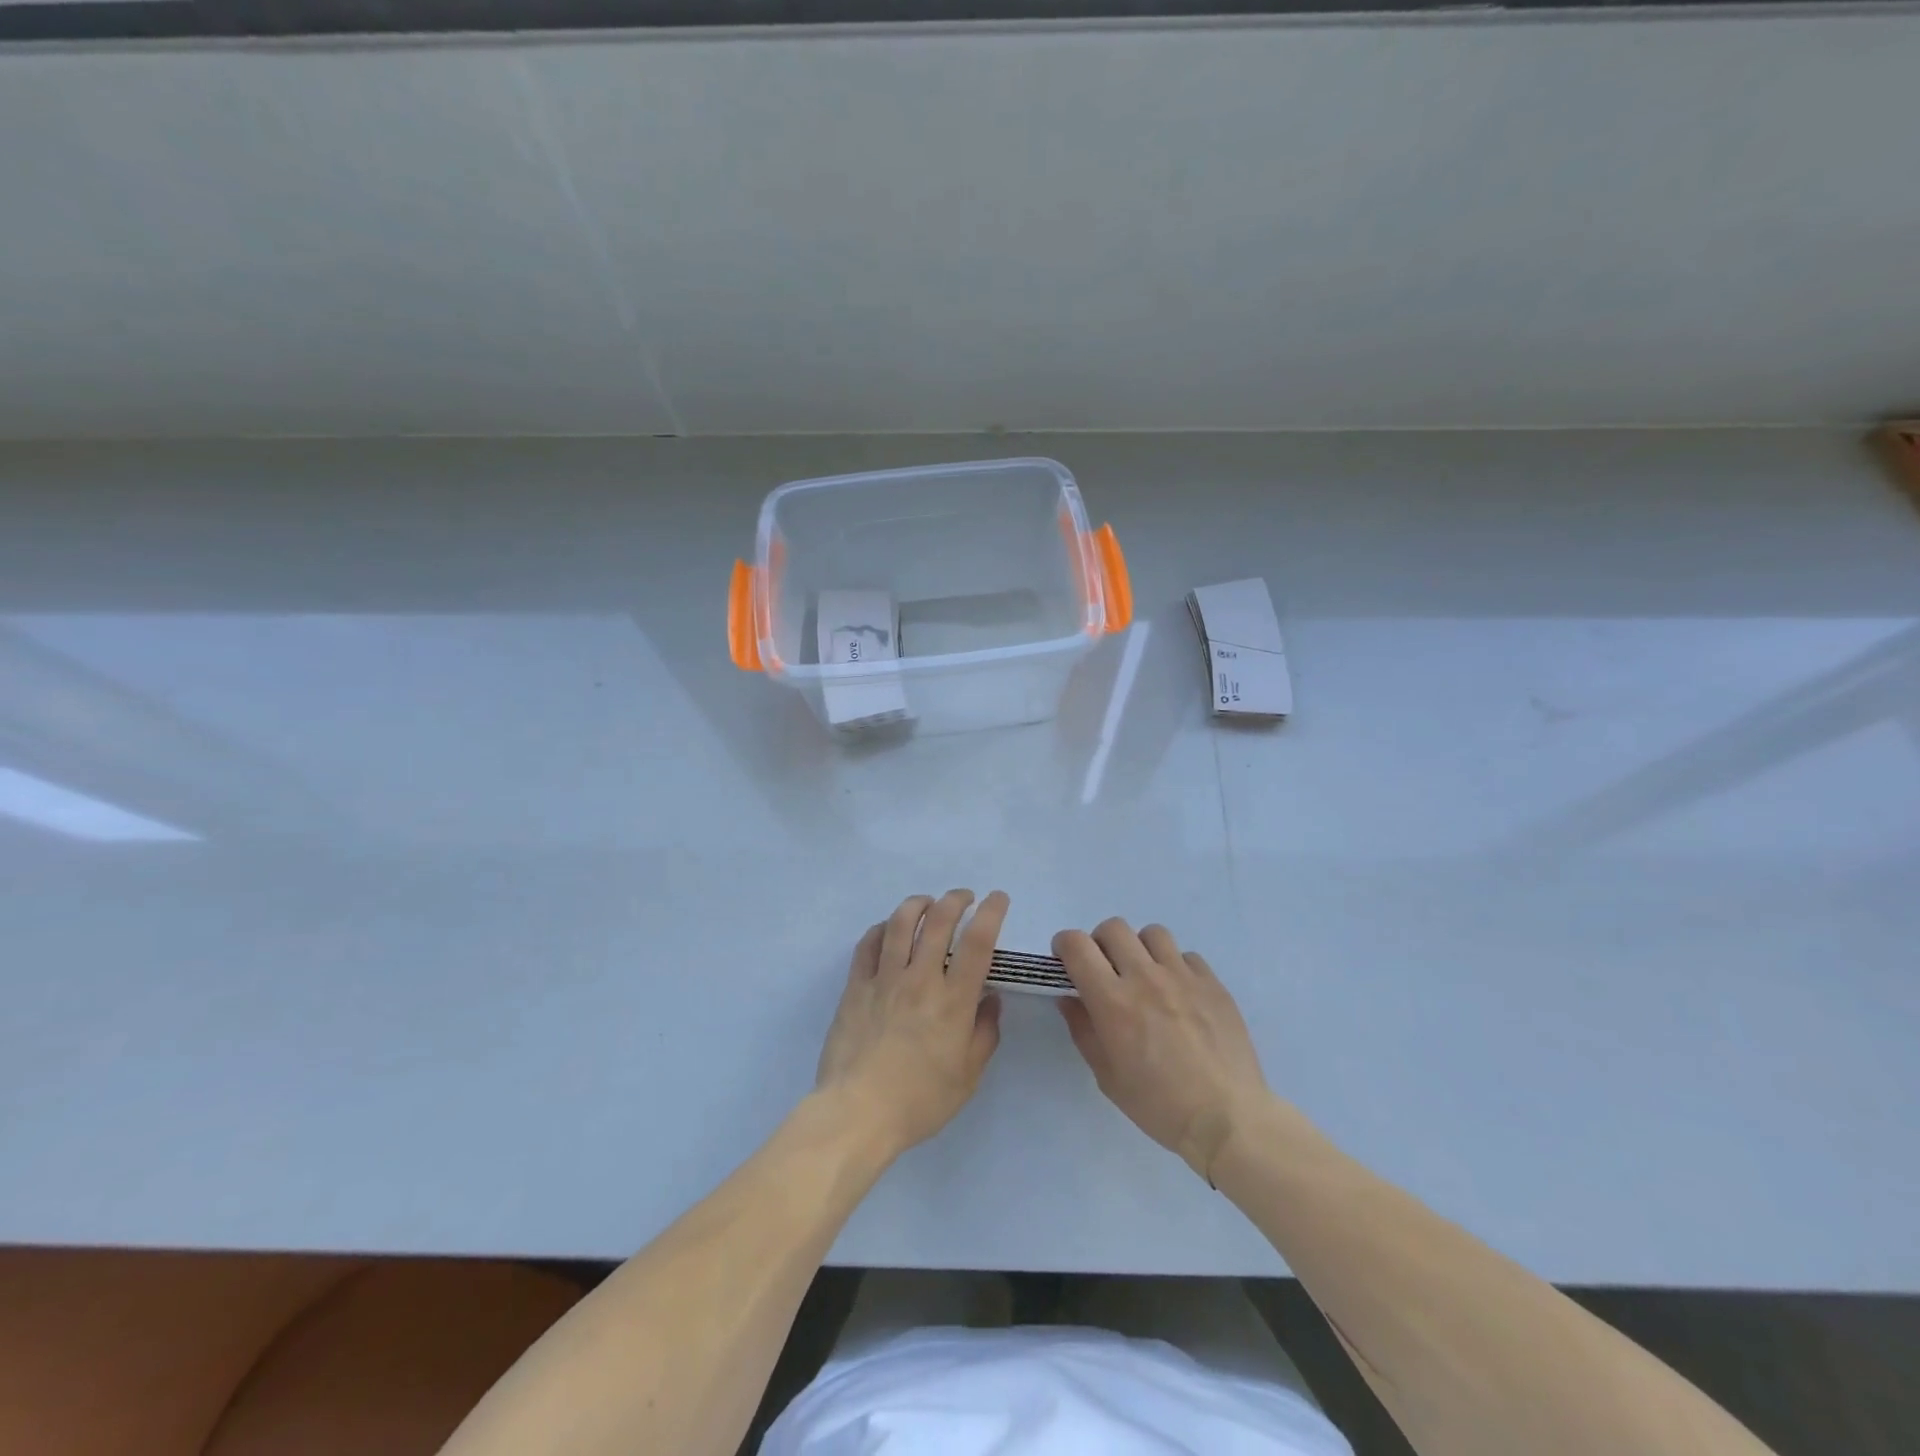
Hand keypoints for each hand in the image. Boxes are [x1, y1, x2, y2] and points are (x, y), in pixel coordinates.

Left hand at [816, 890, 1007, 1159]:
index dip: (991, 913)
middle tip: (965, 897)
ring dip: (918, 904)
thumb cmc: (920, 1101)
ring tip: (928, 902)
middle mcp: (920, 980)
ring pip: (901, 923)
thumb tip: (991, 999)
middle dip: (956, 899)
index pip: (978, 942)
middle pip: (939, 921)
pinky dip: (882, 928)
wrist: (858, 1113)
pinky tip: (889, 928)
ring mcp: (884, 979)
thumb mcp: (968, 1077)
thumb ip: (985, 1033)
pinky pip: (868, 944)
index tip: (997, 898)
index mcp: (953, 1001)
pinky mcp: (856, 987)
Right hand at [1054, 919, 1270, 1183]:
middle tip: (1106, 969)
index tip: (1066, 960)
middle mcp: (1145, 977)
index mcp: (1113, 1000)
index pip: (1077, 945)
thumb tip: (1070, 998)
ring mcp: (1183, 976)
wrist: (1227, 1119)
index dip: (1064, 944)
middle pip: (1113, 928)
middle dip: (1100, 942)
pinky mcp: (1213, 983)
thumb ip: (1083, 1029)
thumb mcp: (1106, 1076)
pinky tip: (1180, 994)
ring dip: (1140, 949)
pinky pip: (1187, 956)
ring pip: (1152, 933)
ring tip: (1146, 976)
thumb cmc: (1158, 1104)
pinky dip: (1176, 967)